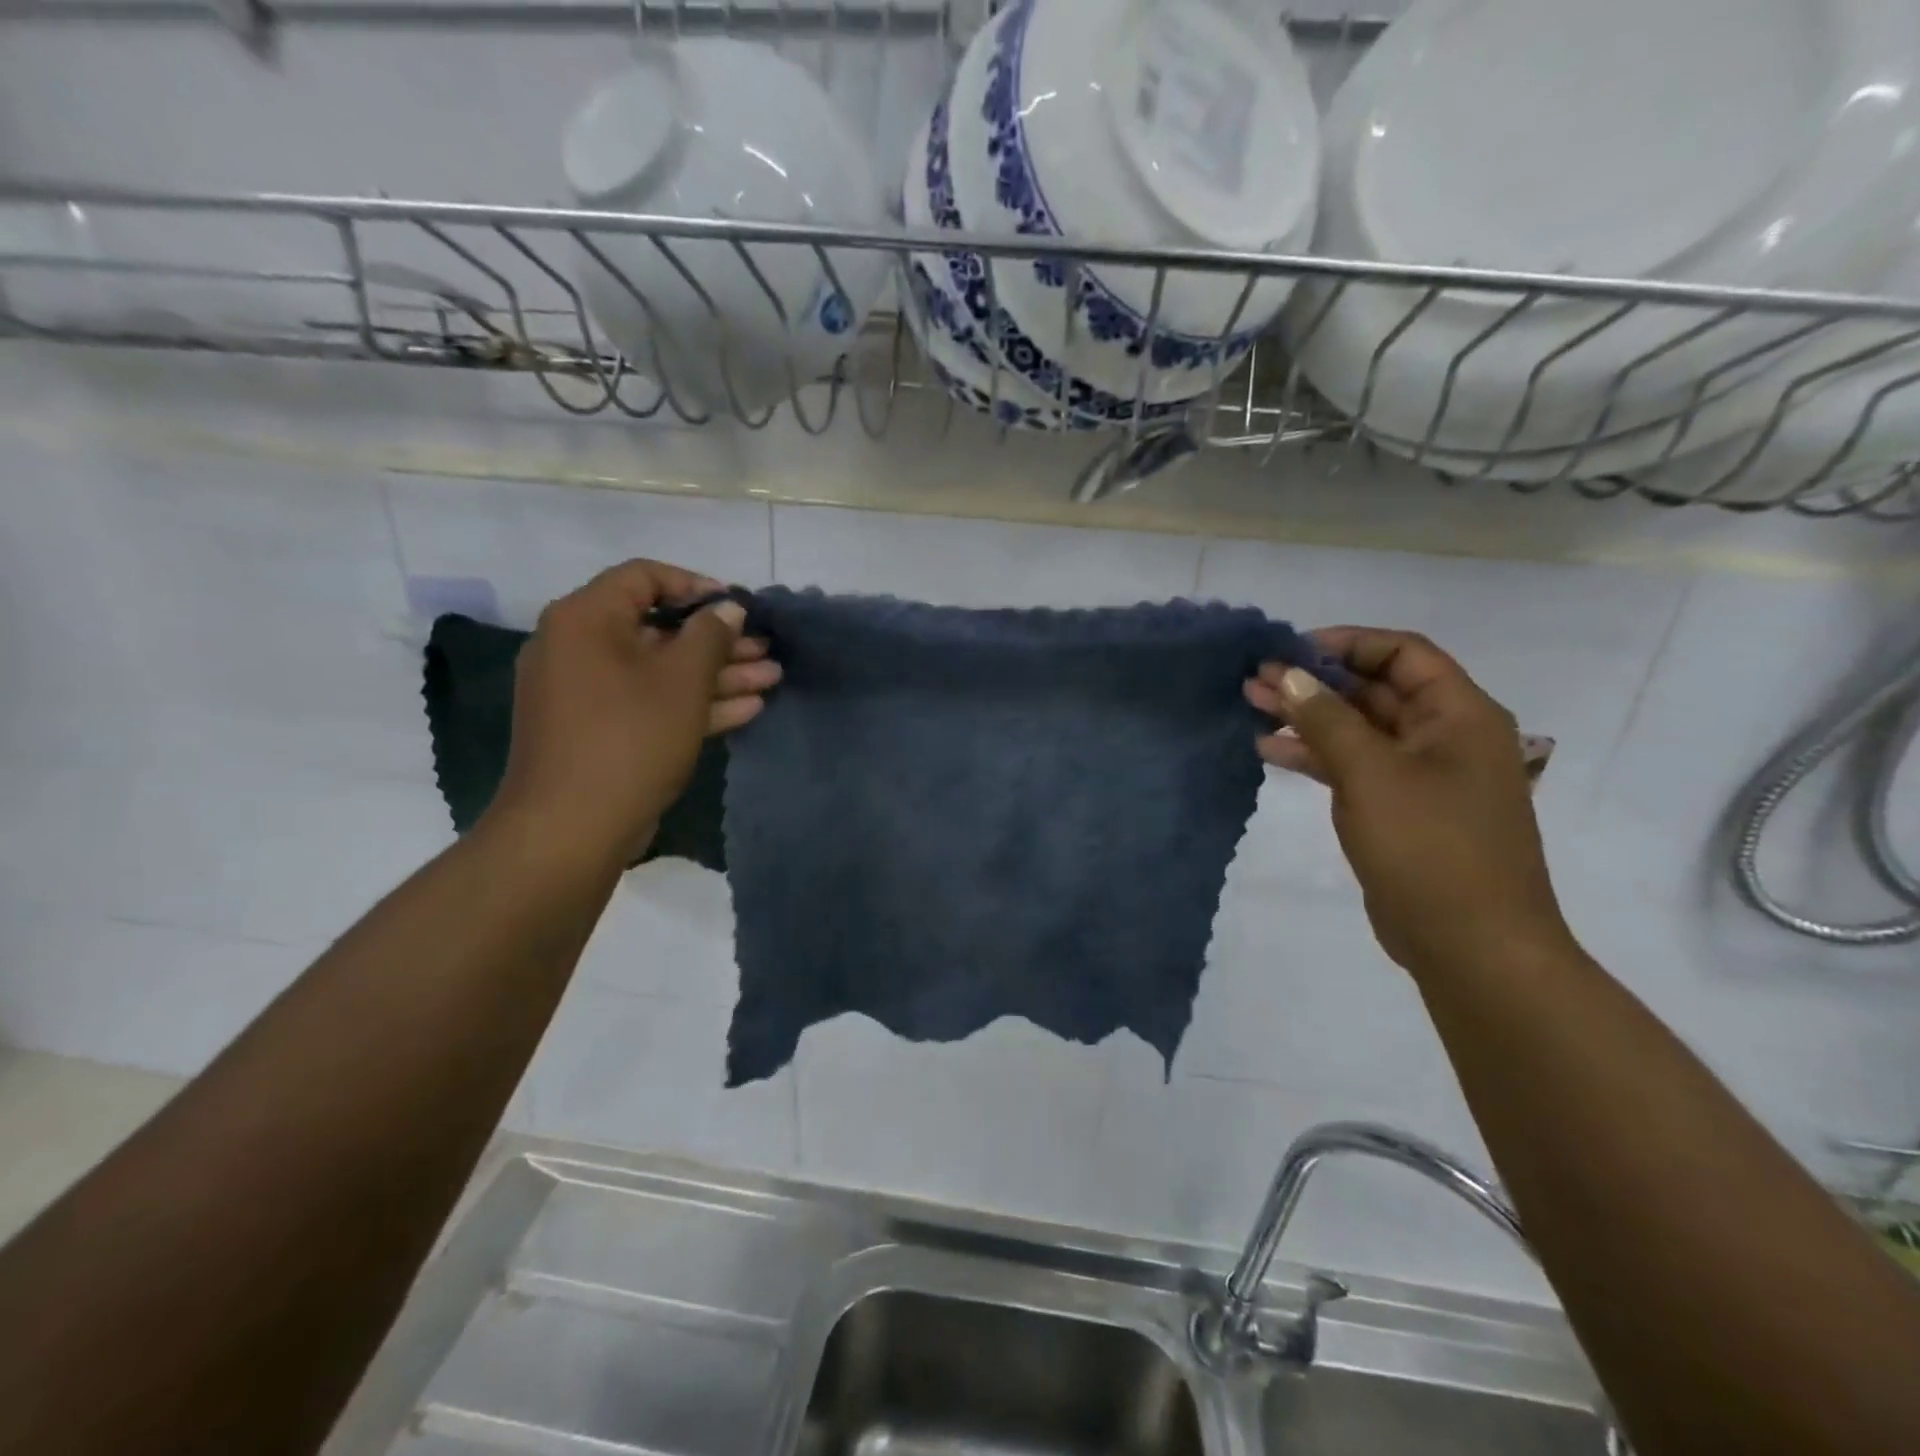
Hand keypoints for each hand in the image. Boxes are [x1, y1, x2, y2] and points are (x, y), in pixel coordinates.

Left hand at [487, 561, 779, 867]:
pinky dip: (692, 702)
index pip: (644, 577)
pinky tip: (745, 709)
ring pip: (660, 671)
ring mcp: (586, 692)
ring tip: (771, 680)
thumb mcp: (682, 681)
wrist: (571, 829)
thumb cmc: (630, 739)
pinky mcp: (598, 730)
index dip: (697, 586)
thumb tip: (728, 608)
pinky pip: (648, 701)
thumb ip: (710, 635)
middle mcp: (578, 647)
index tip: (739, 608)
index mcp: (585, 619)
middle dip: (719, 642)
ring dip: (716, 675)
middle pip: (658, 630)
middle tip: (766, 650)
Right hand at [1245, 629, 1572, 980]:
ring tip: (1251, 705)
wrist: (1471, 945)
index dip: (1347, 643)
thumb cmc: (1429, 847)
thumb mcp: (1371, 773)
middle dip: (1315, 681)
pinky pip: (1353, 767)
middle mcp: (1444, 737)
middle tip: (1256, 678)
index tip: (1290, 649)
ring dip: (1307, 717)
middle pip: (1374, 690)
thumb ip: (1326, 718)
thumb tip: (1288, 674)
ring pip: (1358, 729)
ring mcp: (1421, 776)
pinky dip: (1315, 756)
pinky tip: (1270, 751)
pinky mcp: (1399, 811)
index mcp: (1459, 715)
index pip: (1402, 654)